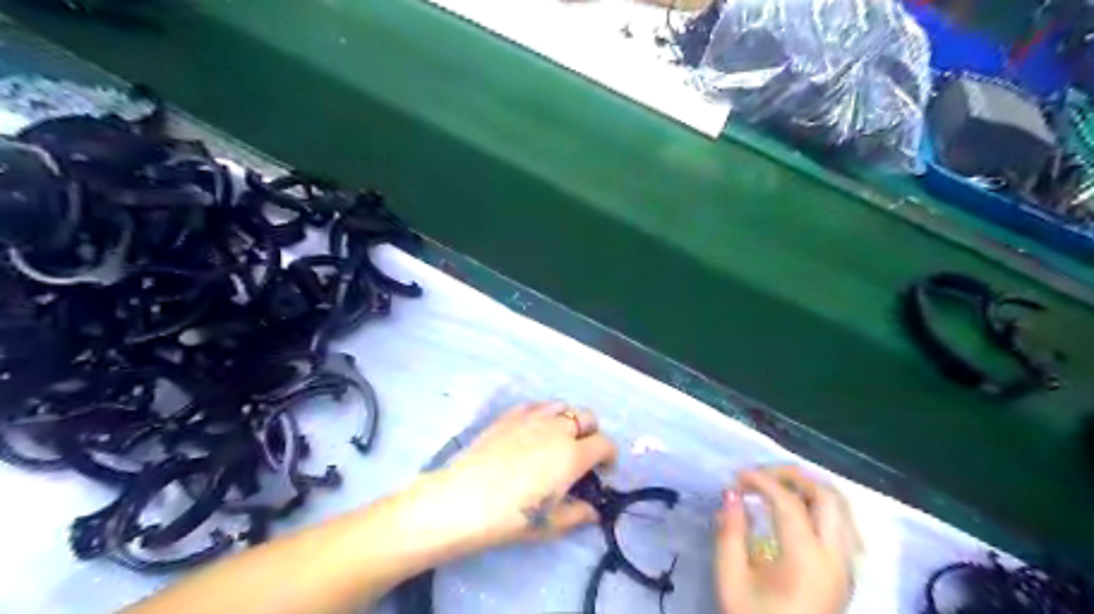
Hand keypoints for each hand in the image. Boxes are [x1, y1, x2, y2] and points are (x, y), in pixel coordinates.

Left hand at [408, 403, 614, 556]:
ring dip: (569, 421)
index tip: (603, 471)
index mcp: (573, 454)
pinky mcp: (510, 415)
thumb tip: (593, 511)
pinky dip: (544, 415)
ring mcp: (532, 417)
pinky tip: (532, 433)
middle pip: (588, 417)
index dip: (610, 456)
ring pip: (563, 406)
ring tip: (557, 440)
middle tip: (582, 454)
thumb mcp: (550, 524)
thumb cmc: (510, 517)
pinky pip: (537, 406)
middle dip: (592, 433)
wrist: (462, 499)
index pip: (605, 444)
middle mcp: (557, 428)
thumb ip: (578, 514)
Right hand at [719, 465, 863, 613]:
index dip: (761, 481)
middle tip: (761, 475)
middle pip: (827, 496)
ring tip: (777, 487)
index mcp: (806, 560)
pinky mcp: (846, 572)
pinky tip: (798, 512)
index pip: (788, 502)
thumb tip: (731, 493)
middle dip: (793, 476)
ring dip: (810, 489)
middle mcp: (835, 558)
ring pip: (842, 509)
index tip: (736, 477)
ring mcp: (846, 566)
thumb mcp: (731, 579)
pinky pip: (844, 526)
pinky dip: (821, 507)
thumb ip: (730, 532)